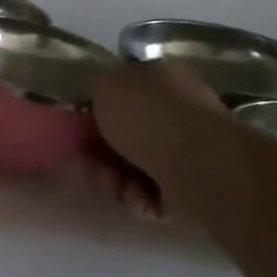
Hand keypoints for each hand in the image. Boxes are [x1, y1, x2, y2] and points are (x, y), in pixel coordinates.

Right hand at [90, 61, 223, 222]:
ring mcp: (190, 149)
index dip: (99, 109)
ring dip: (117, 178)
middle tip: (89, 161)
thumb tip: (98, 93)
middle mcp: (180, 109)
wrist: (195, 164)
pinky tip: (137, 198)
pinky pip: (153, 193)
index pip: (126, 90)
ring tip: (114, 184)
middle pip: (129, 132)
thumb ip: (95, 85)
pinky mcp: (193, 185)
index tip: (81, 126)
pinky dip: (140, 198)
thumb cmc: (146, 116)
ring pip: (138, 166)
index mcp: (162, 77)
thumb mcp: (104, 83)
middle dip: (104, 151)